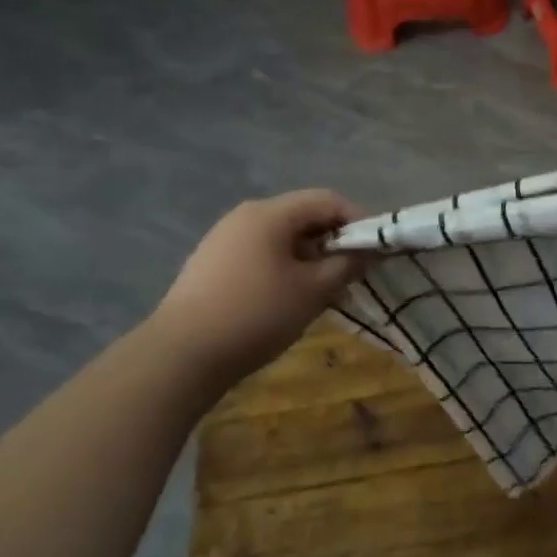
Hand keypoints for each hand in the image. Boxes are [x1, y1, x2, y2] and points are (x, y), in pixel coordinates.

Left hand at [149, 190, 369, 379]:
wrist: (180, 355)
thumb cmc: (256, 315)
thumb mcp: (312, 291)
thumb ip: (346, 265)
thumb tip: (367, 251)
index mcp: (270, 213)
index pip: (327, 200)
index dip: (357, 220)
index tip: (375, 250)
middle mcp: (245, 215)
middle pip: (303, 216)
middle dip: (333, 241)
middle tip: (353, 273)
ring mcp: (224, 238)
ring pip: (281, 237)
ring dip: (310, 256)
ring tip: (324, 289)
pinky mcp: (211, 262)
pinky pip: (260, 252)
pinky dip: (284, 266)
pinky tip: (288, 297)